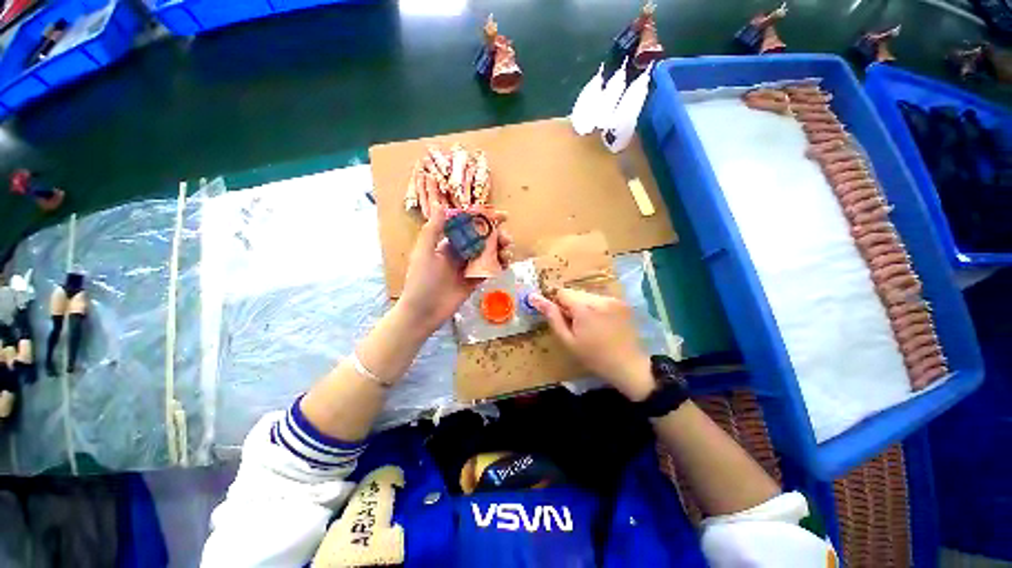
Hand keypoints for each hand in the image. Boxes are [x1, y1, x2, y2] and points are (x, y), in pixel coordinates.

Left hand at [398, 205, 511, 334]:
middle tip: (507, 239)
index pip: (469, 226)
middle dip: (498, 235)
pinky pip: (490, 269)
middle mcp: (460, 252)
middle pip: (483, 239)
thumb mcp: (424, 253)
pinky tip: (505, 263)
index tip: (502, 216)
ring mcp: (469, 267)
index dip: (485, 219)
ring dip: (501, 249)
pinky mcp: (475, 280)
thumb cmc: (421, 281)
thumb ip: (433, 230)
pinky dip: (500, 264)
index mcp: (448, 243)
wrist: (423, 312)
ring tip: (507, 252)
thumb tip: (441, 205)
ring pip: (489, 253)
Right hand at [529, 288, 653, 400]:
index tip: (563, 321)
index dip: (558, 305)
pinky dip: (595, 308)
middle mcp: (599, 298)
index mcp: (584, 307)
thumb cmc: (593, 356)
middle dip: (571, 305)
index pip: (561, 292)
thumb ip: (552, 316)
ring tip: (590, 326)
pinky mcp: (621, 303)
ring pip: (587, 295)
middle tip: (576, 326)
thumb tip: (533, 297)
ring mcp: (612, 299)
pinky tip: (601, 324)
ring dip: (583, 306)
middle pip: (575, 293)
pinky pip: (600, 299)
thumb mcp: (568, 340)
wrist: (628, 366)